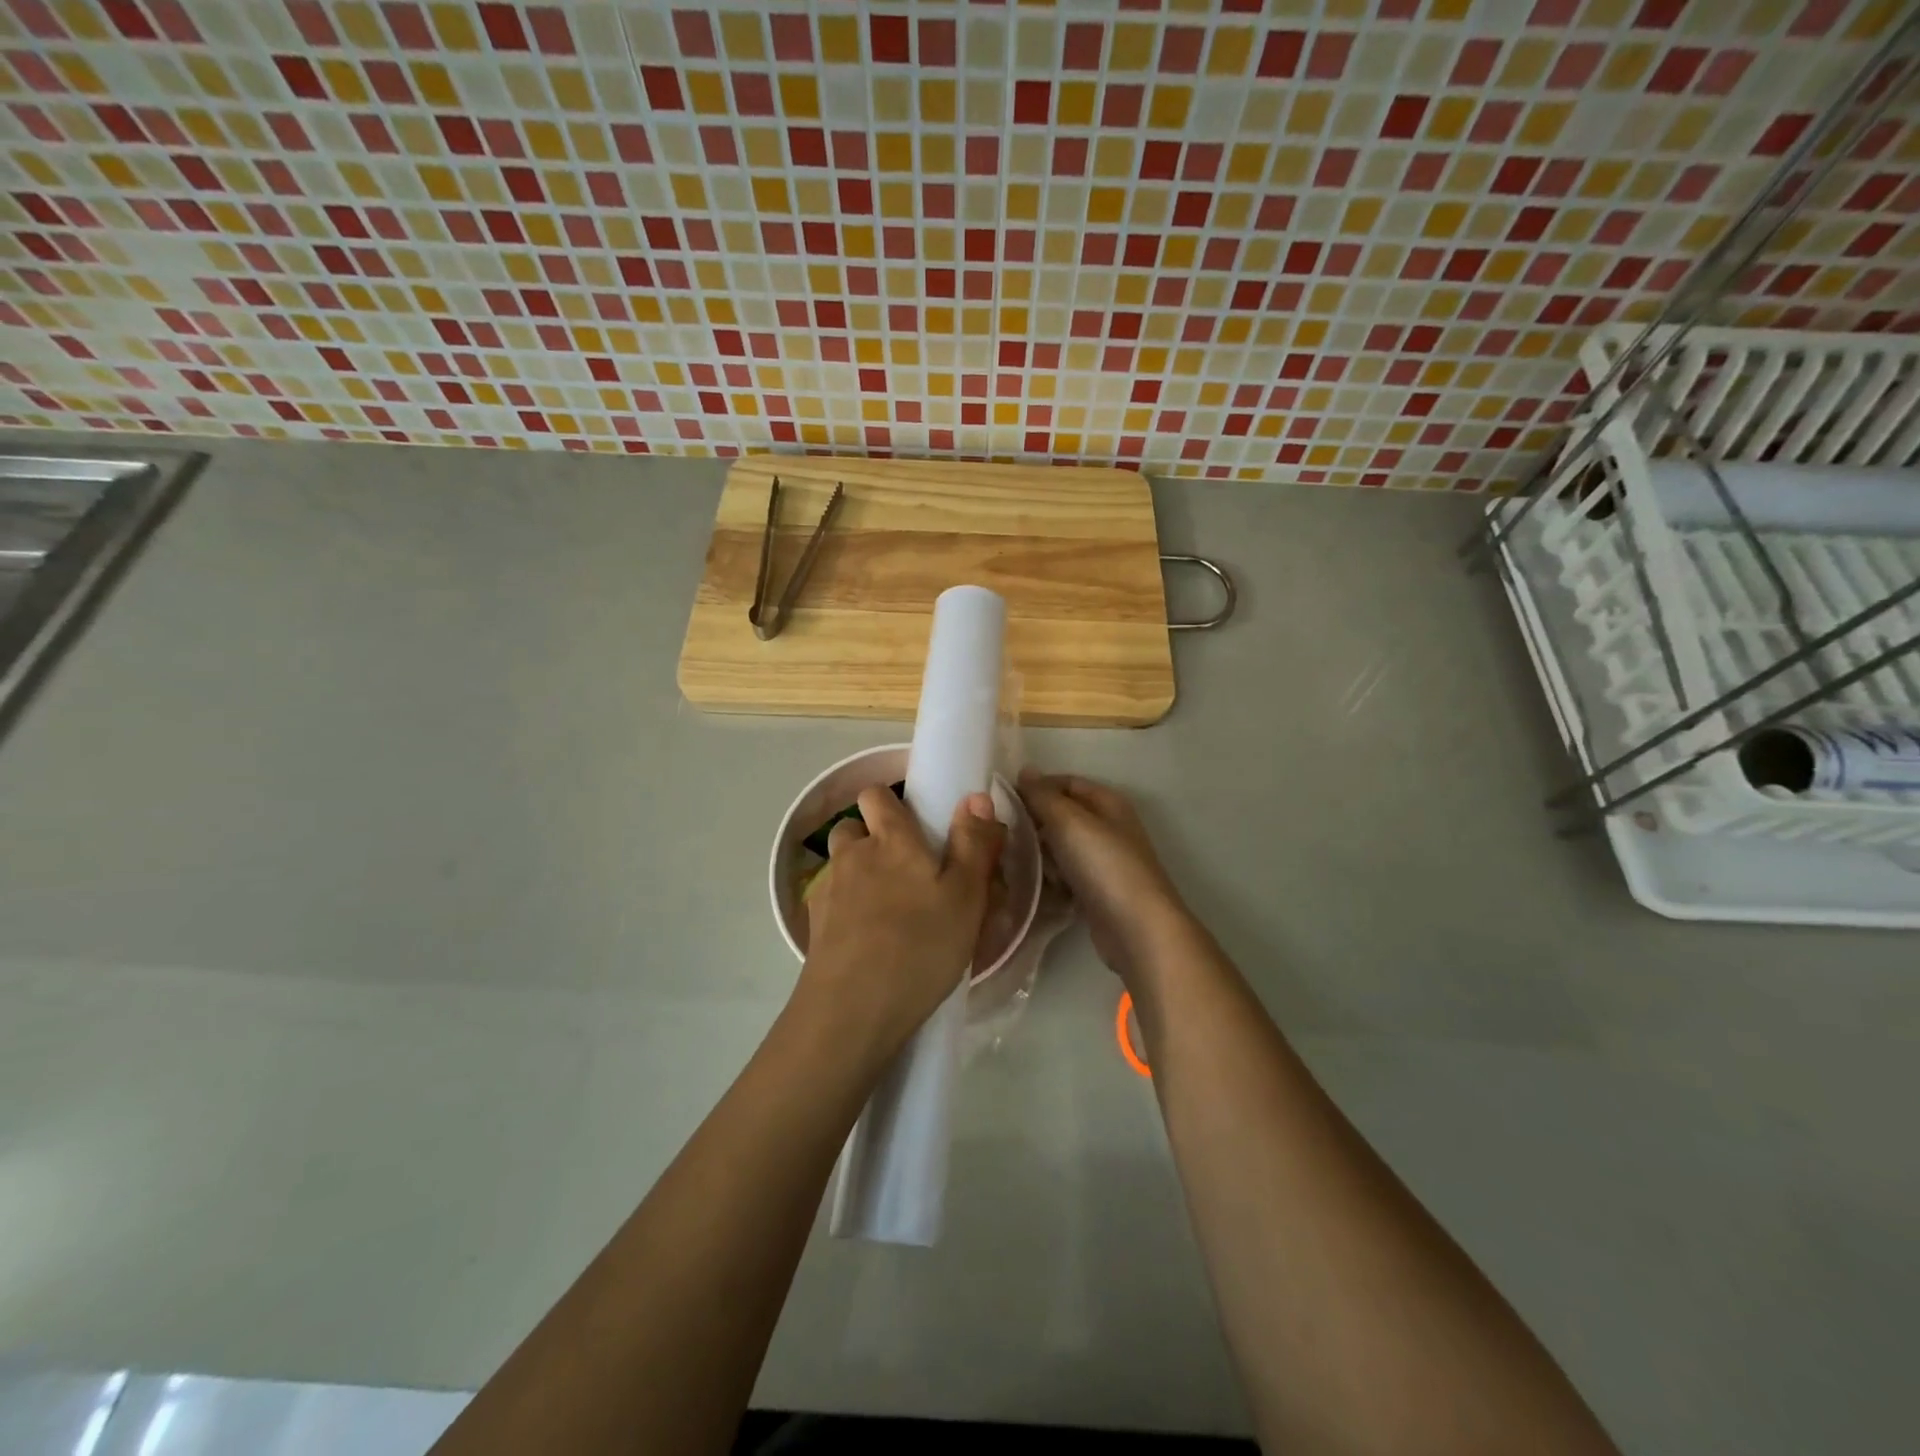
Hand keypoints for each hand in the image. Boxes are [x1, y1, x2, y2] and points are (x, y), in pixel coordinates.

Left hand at [797, 787, 1005, 1061]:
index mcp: (890, 840)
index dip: (891, 804)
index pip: (876, 795)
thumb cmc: (920, 947)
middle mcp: (852, 855)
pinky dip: (845, 908)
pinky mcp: (813, 926)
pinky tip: (866, 938)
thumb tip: (975, 796)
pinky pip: (831, 901)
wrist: (852, 1011)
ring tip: (886, 907)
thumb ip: (973, 843)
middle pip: (853, 827)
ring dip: (858, 873)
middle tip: (906, 871)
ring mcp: (827, 890)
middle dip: (873, 838)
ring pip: (840, 864)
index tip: (915, 826)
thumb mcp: (965, 896)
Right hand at [1018, 771, 1190, 982]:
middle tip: (1004, 834)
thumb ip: (1043, 796)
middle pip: (1062, 816)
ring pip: (1060, 848)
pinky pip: (1065, 876)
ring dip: (1039, 854)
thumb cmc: (1103, 865)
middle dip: (1034, 823)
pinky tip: (1032, 887)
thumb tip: (1024, 770)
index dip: (1036, 787)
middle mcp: (1108, 827)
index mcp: (1107, 803)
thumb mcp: (1069, 821)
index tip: (1003, 801)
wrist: (1136, 928)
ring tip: (1014, 863)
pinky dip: (1050, 879)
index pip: (1065, 783)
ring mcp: (1103, 861)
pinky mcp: (1096, 891)